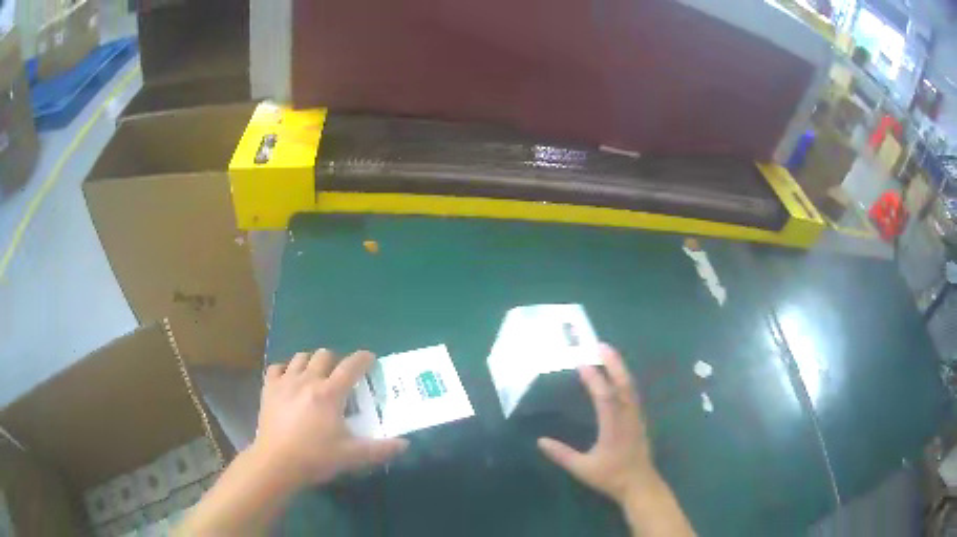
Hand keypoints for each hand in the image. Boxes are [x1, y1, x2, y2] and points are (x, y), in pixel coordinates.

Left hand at [251, 349, 408, 489]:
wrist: (276, 463)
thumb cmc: (315, 457)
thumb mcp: (352, 456)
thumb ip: (380, 449)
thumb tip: (405, 444)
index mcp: (330, 393)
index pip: (351, 366)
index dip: (363, 359)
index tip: (370, 359)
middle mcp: (308, 380)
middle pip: (324, 355)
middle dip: (336, 361)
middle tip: (340, 378)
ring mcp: (285, 382)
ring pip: (300, 357)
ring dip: (311, 363)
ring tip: (315, 377)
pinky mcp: (268, 389)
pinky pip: (277, 368)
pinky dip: (285, 370)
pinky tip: (289, 382)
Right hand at [537, 344, 657, 504]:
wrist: (639, 484)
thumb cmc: (611, 476)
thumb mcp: (583, 468)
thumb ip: (562, 454)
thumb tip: (540, 441)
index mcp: (613, 426)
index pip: (604, 396)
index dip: (593, 378)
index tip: (581, 361)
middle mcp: (627, 416)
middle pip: (623, 383)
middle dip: (613, 362)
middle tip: (600, 345)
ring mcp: (636, 416)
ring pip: (630, 386)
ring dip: (620, 368)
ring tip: (608, 354)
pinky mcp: (639, 420)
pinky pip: (632, 393)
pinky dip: (624, 379)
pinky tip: (617, 376)